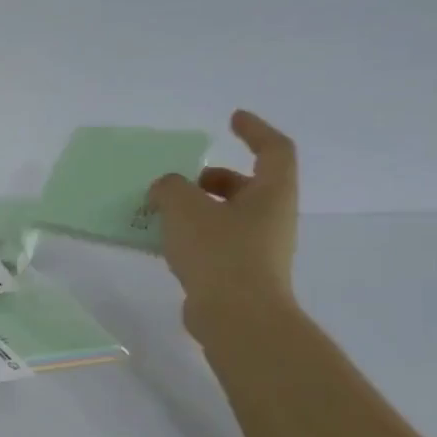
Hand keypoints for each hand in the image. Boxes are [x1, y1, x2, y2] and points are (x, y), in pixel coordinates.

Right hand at [147, 110, 299, 338]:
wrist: (238, 316)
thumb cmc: (218, 252)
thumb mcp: (184, 208)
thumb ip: (170, 188)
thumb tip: (166, 187)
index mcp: (271, 193)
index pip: (274, 149)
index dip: (255, 130)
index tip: (232, 119)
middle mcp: (272, 217)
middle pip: (250, 185)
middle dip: (216, 178)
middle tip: (184, 180)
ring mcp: (260, 248)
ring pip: (231, 216)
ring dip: (200, 208)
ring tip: (163, 213)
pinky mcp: (242, 273)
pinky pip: (218, 242)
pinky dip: (195, 234)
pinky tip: (166, 243)